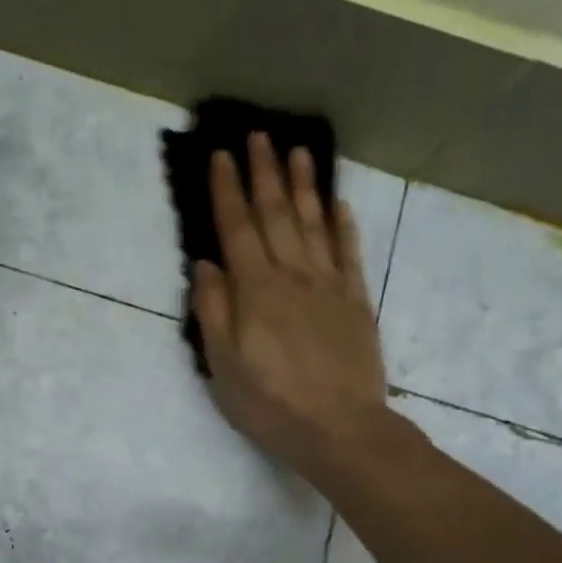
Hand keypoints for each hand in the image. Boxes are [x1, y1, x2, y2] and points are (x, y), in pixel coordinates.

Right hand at [191, 134, 391, 480]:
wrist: (340, 428)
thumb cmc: (269, 402)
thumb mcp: (223, 364)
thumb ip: (213, 310)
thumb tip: (206, 264)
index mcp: (255, 290)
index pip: (237, 228)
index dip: (227, 190)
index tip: (221, 154)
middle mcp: (292, 275)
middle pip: (276, 214)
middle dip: (265, 172)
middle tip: (259, 135)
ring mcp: (329, 285)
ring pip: (314, 223)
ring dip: (304, 185)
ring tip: (297, 151)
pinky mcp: (355, 301)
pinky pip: (348, 252)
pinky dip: (341, 224)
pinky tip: (337, 203)